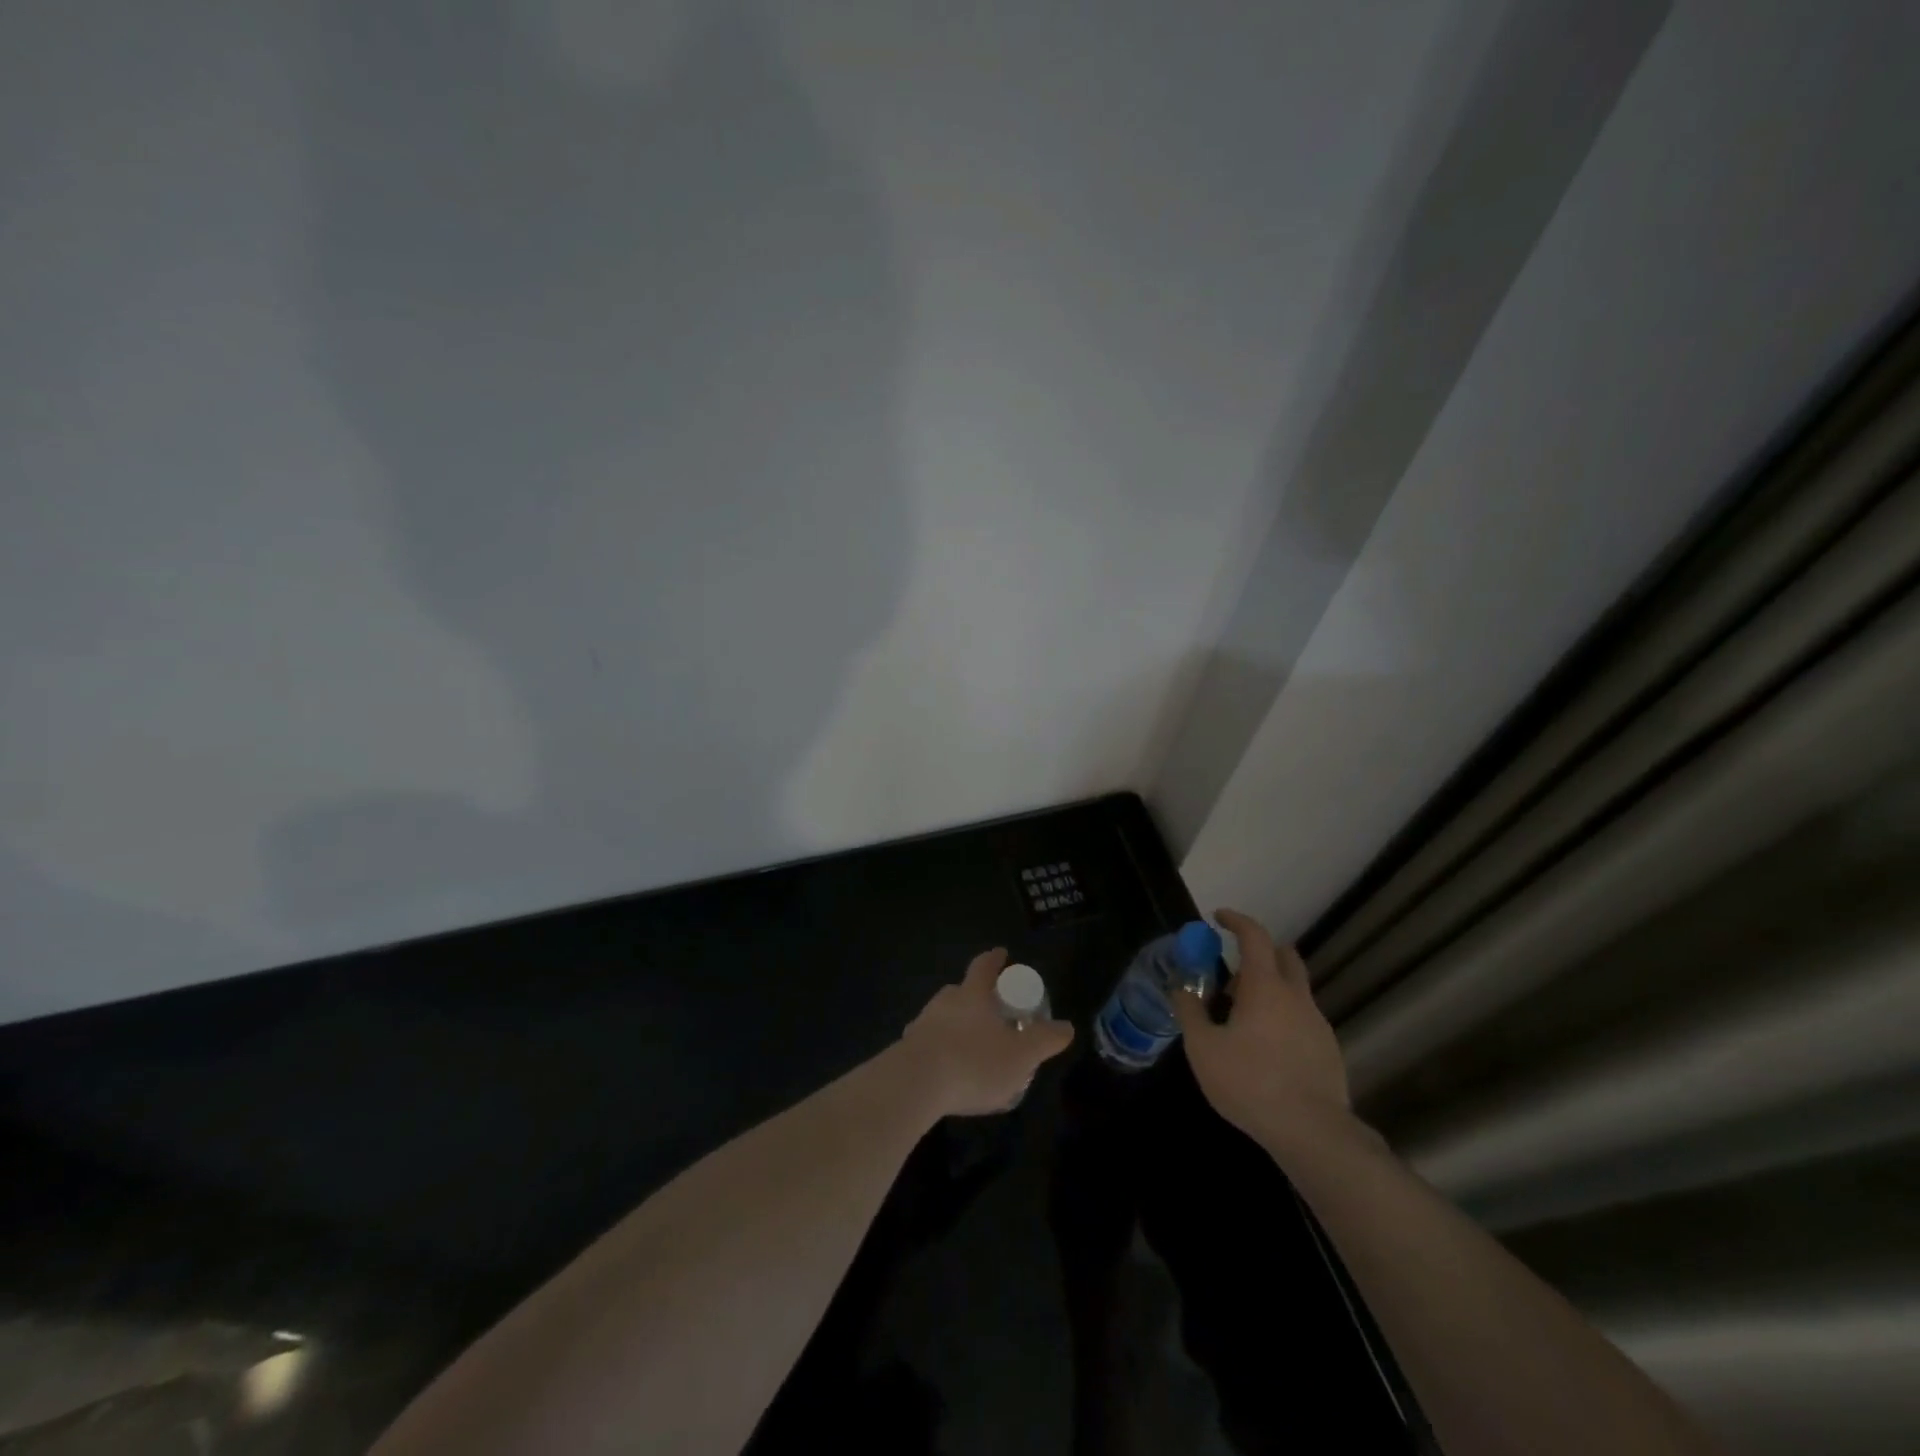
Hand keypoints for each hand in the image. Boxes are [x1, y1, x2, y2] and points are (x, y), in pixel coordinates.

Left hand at [900, 948, 1074, 1116]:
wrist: (914, 1084)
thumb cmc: (974, 1062)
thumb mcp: (1021, 1055)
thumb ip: (1044, 1040)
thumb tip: (1067, 1026)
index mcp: (972, 995)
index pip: (984, 966)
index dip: (994, 959)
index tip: (1001, 953)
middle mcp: (944, 1002)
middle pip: (960, 990)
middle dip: (974, 995)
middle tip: (989, 1009)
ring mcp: (922, 1024)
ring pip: (942, 1016)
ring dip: (955, 1024)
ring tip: (970, 1045)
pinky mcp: (905, 1050)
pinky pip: (927, 1042)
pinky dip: (939, 1049)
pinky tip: (947, 1070)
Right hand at [1173, 909, 1351, 1155]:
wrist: (1313, 1133)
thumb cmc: (1250, 1083)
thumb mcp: (1203, 1048)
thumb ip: (1190, 1012)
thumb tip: (1180, 988)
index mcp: (1265, 987)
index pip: (1254, 936)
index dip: (1236, 921)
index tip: (1218, 918)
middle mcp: (1296, 997)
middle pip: (1285, 956)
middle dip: (1259, 953)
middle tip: (1233, 975)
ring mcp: (1317, 1023)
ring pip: (1294, 990)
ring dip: (1270, 990)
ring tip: (1242, 1021)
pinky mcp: (1329, 1050)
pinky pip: (1302, 1019)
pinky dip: (1283, 1018)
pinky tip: (1266, 1051)